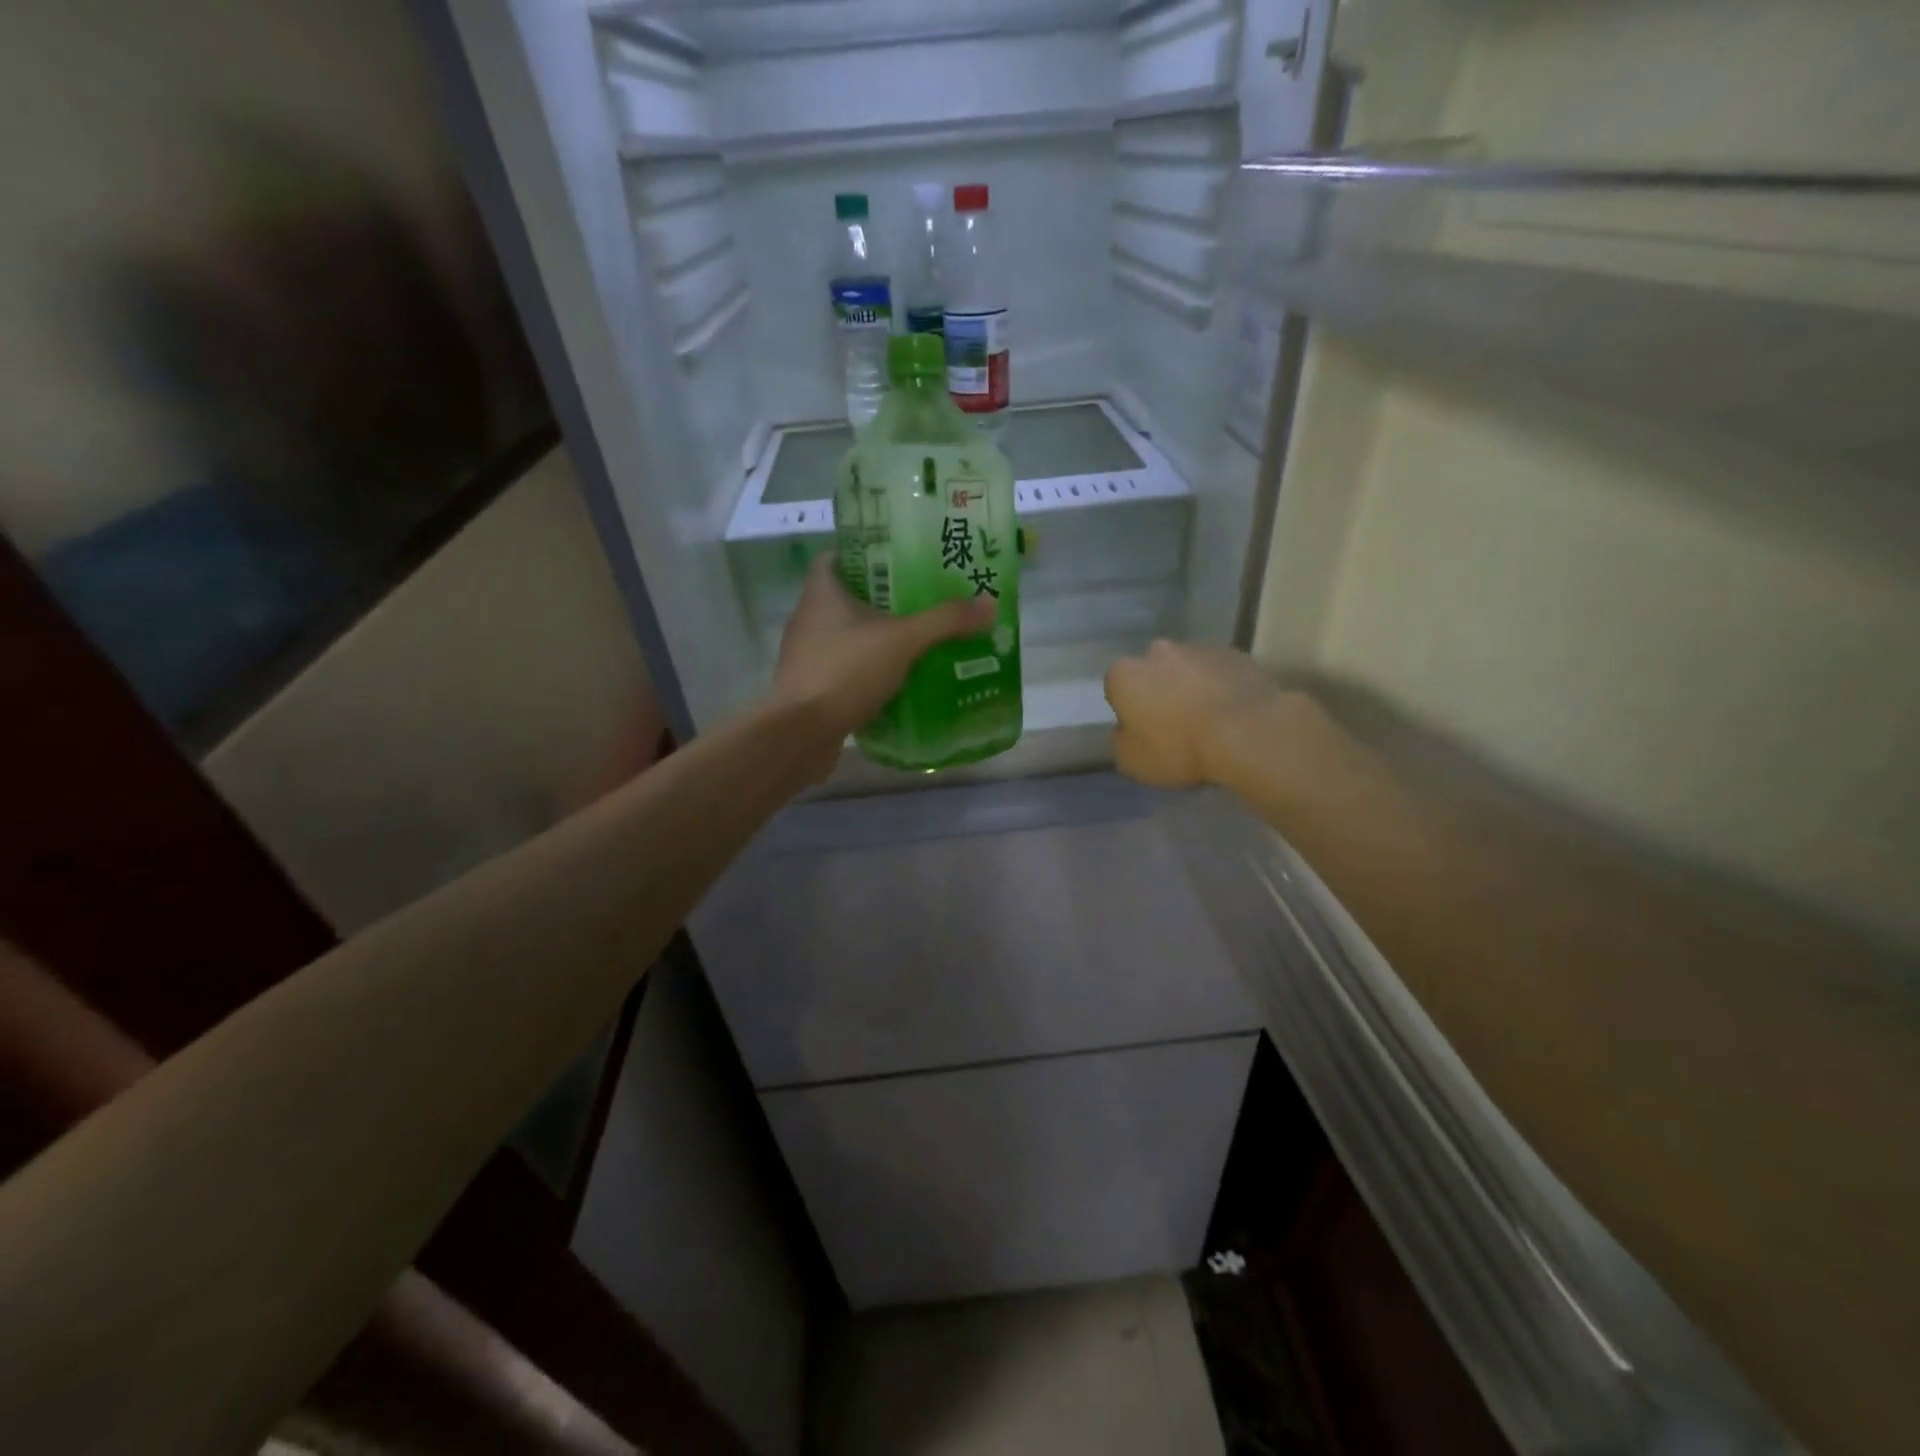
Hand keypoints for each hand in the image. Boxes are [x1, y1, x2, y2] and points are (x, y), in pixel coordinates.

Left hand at [773, 554, 995, 776]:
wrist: (800, 734)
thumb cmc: (845, 671)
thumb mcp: (903, 640)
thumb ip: (945, 621)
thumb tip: (990, 603)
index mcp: (821, 592)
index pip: (837, 556)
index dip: (867, 553)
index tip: (901, 559)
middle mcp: (809, 618)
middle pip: (848, 596)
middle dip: (884, 598)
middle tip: (925, 600)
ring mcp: (808, 655)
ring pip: (848, 635)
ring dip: (878, 637)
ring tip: (920, 640)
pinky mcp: (812, 687)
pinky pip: (846, 669)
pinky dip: (870, 671)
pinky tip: (901, 680)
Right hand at [1103, 639, 1289, 787]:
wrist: (1247, 733)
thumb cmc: (1178, 748)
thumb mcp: (1132, 761)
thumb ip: (1122, 740)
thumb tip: (1128, 730)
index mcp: (1125, 674)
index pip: (1116, 687)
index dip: (1128, 709)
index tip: (1142, 730)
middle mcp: (1157, 651)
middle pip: (1152, 671)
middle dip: (1159, 690)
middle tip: (1174, 723)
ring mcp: (1198, 648)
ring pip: (1187, 669)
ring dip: (1191, 687)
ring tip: (1207, 720)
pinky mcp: (1235, 653)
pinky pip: (1219, 672)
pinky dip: (1220, 687)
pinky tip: (1231, 713)